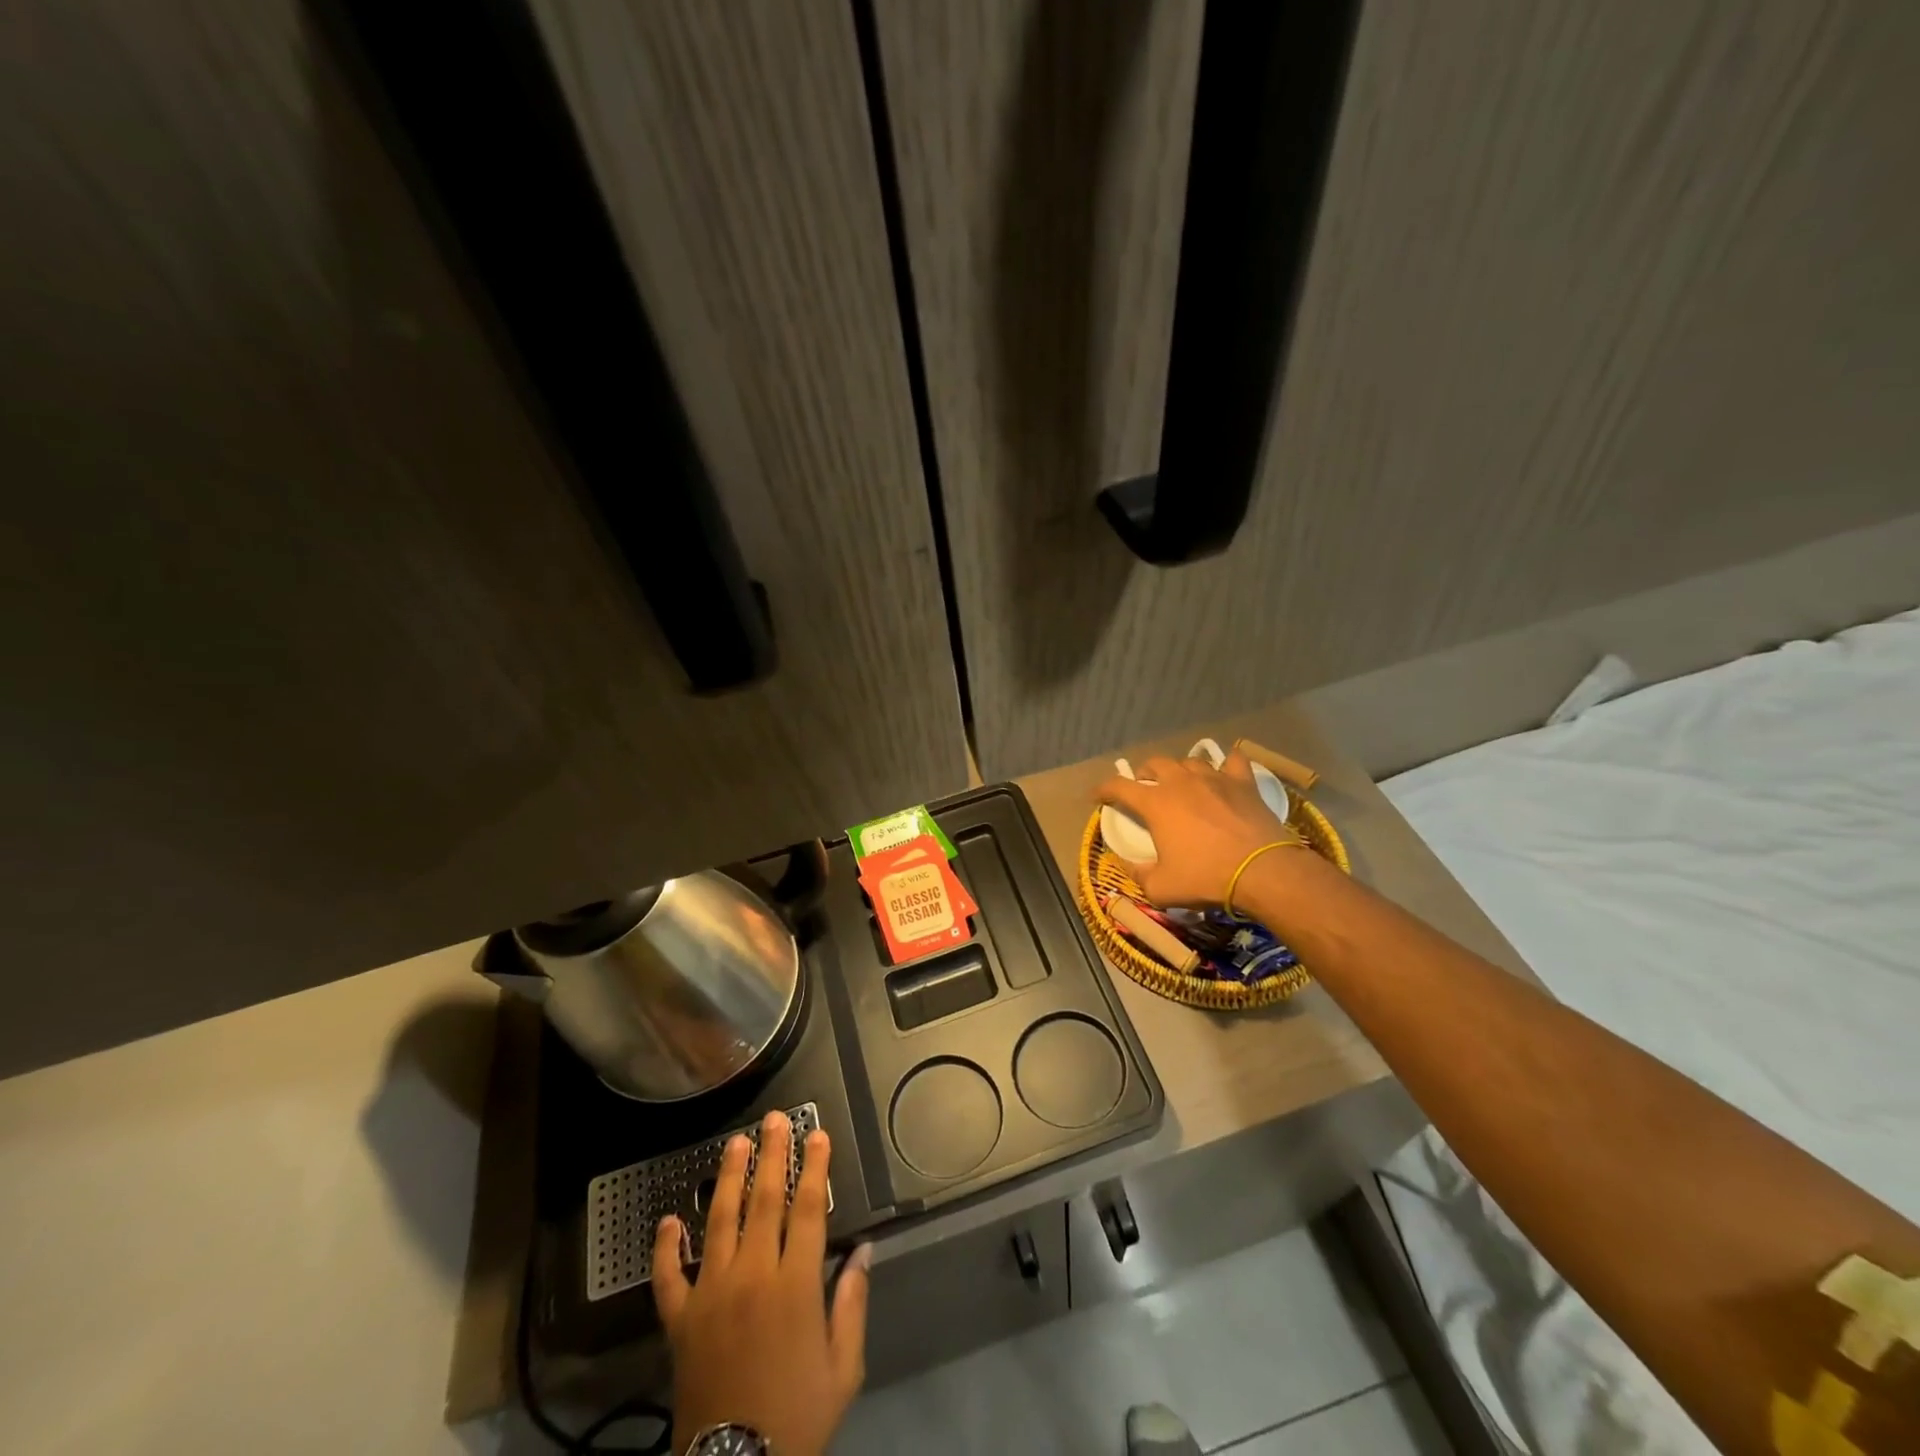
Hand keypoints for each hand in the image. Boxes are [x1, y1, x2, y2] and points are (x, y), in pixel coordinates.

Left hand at [654, 1111, 869, 1455]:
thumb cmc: (798, 1415)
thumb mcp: (843, 1366)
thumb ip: (852, 1303)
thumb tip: (863, 1250)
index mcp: (795, 1285)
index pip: (808, 1209)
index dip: (814, 1167)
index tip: (817, 1134)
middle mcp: (752, 1276)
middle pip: (764, 1200)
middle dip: (772, 1154)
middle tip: (774, 1119)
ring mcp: (711, 1294)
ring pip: (719, 1221)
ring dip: (728, 1177)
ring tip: (735, 1143)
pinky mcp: (679, 1320)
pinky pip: (669, 1276)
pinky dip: (666, 1247)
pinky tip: (668, 1220)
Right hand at [1095, 749, 1299, 908]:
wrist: (1262, 872)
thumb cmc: (1205, 878)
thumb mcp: (1161, 888)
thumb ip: (1138, 874)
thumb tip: (1128, 864)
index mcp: (1155, 803)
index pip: (1119, 786)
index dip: (1104, 789)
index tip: (1097, 795)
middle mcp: (1181, 782)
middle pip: (1155, 764)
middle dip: (1144, 774)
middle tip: (1144, 788)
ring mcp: (1214, 778)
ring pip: (1190, 761)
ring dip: (1180, 770)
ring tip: (1182, 783)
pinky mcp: (1243, 783)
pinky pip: (1233, 761)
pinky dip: (1226, 764)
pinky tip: (1225, 771)